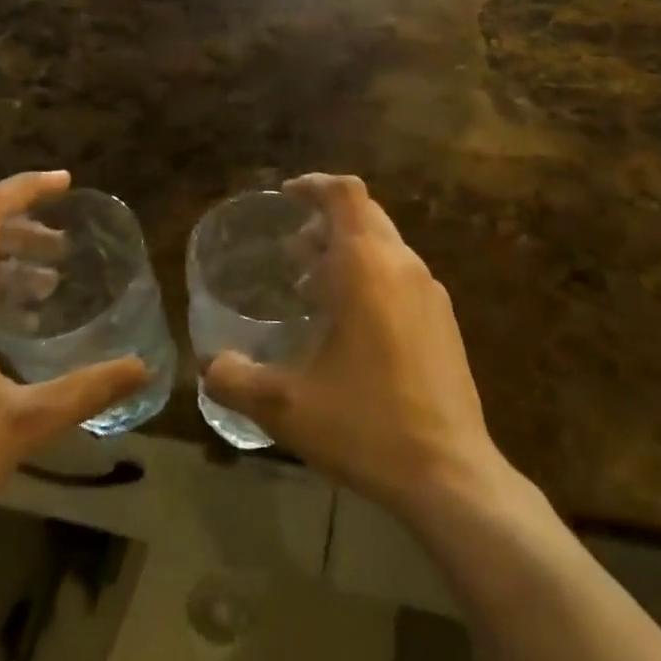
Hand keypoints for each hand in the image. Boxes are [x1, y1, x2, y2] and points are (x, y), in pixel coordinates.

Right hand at [203, 174, 505, 522]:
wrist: (450, 474)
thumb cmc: (366, 426)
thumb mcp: (286, 407)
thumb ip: (236, 380)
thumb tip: (209, 366)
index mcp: (369, 267)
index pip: (346, 194)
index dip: (314, 185)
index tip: (286, 196)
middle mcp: (404, 266)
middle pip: (364, 215)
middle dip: (324, 223)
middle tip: (290, 255)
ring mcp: (431, 293)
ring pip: (385, 245)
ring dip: (347, 252)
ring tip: (312, 292)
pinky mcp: (444, 321)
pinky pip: (401, 275)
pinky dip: (371, 277)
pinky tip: (350, 326)